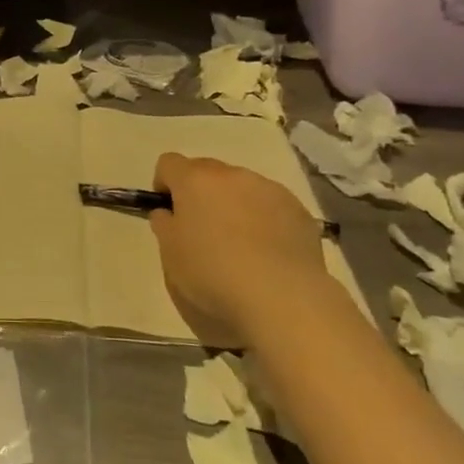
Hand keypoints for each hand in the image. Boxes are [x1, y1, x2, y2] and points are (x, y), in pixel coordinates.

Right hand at [148, 153, 323, 344]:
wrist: (283, 299)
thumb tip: (169, 213)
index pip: (168, 164)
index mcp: (194, 180)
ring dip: (234, 205)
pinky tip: (268, 255)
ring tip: (241, 247)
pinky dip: (265, 221)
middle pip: (207, 172)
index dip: (164, 185)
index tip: (169, 214)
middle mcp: (232, 175)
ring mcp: (269, 189)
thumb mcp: (170, 256)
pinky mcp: (299, 210)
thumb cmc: (213, 276)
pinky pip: (271, 206)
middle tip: (203, 232)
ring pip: (242, 187)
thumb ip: (164, 226)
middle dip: (200, 194)